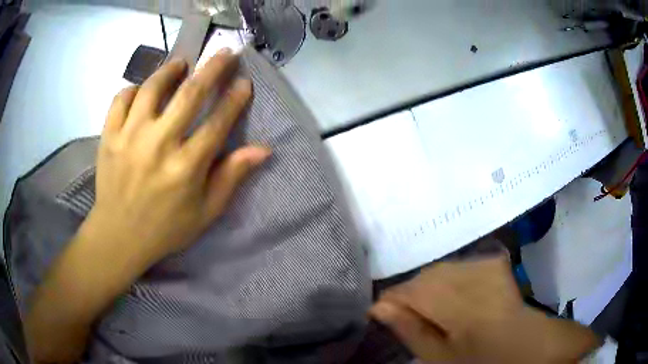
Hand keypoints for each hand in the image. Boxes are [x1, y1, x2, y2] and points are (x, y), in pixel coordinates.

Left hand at [89, 49, 269, 266]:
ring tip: (180, 64)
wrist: (119, 236)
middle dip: (212, 69)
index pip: (217, 122)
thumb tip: (262, 150)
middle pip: (190, 94)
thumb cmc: (165, 228)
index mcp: (185, 167)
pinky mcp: (109, 136)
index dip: (234, 99)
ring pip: (152, 88)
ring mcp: (129, 137)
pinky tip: (141, 91)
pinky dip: (132, 89)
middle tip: (224, 53)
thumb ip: (231, 178)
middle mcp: (158, 145)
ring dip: (170, 70)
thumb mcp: (205, 213)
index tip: (244, 82)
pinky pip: (121, 100)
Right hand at [370, 255, 600, 363]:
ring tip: (438, 312)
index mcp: (450, 300)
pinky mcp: (491, 261)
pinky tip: (457, 299)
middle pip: (420, 278)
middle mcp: (464, 273)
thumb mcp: (441, 356)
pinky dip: (449, 282)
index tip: (388, 319)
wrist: (528, 343)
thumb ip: (411, 329)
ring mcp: (481, 263)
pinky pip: (457, 267)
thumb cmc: (483, 358)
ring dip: (431, 290)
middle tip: (416, 320)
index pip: (402, 290)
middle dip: (411, 297)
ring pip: (438, 270)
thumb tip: (379, 307)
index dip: (391, 304)